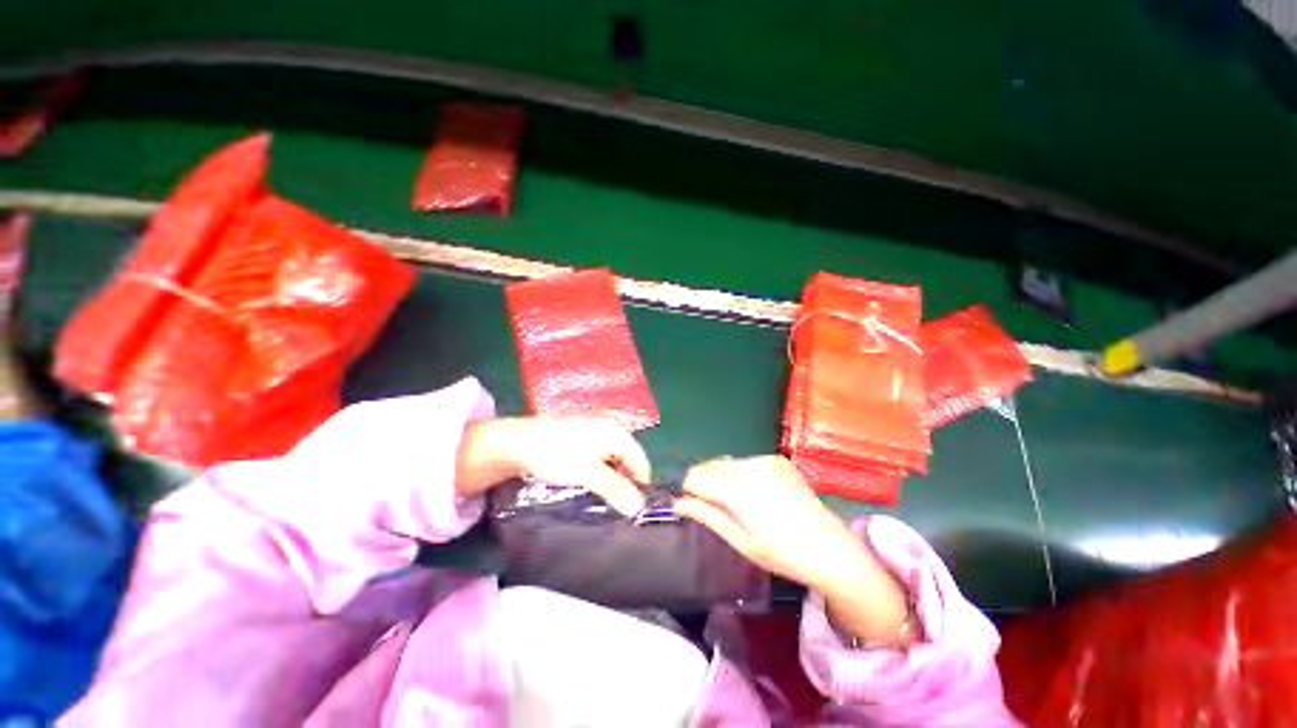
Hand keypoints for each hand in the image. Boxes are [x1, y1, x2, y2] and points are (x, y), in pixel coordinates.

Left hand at [456, 417, 649, 515]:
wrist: (519, 442)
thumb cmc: (558, 455)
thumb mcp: (589, 474)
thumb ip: (616, 489)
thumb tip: (639, 509)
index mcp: (618, 433)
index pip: (641, 462)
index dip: (640, 486)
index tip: (633, 510)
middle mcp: (611, 429)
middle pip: (629, 460)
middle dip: (625, 483)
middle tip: (616, 506)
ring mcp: (596, 432)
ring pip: (614, 460)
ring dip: (612, 479)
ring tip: (602, 498)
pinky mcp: (583, 438)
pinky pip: (601, 457)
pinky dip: (600, 472)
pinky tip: (589, 484)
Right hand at [675, 456, 913, 645]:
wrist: (830, 547)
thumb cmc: (780, 552)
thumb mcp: (738, 539)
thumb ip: (705, 515)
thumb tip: (677, 503)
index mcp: (734, 487)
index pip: (693, 476)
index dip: (687, 490)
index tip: (690, 505)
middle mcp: (746, 464)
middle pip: (708, 465)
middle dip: (704, 482)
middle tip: (713, 507)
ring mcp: (764, 458)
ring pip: (727, 462)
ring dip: (722, 476)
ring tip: (736, 502)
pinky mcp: (777, 459)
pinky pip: (747, 462)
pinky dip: (742, 473)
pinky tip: (757, 493)